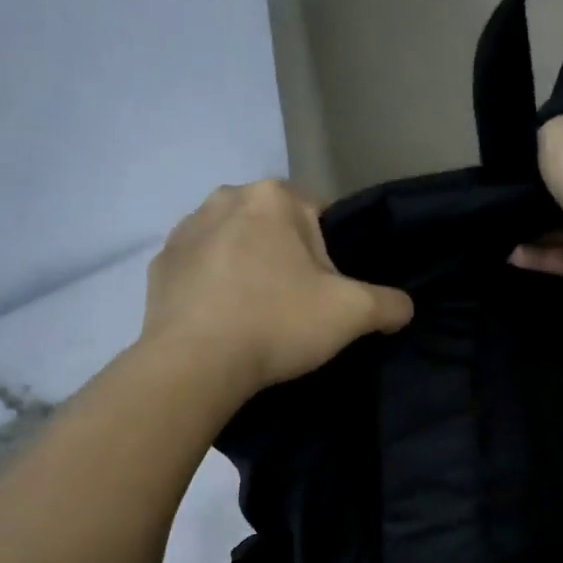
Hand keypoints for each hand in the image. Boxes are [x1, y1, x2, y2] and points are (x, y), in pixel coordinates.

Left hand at [143, 181, 413, 395]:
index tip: (325, 293)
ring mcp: (184, 231)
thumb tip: (403, 307)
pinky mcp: (158, 266)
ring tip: (255, 317)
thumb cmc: (277, 323)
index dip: (330, 257)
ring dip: (248, 270)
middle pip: (274, 229)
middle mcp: (223, 199)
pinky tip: (222, 322)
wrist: (194, 365)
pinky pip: (200, 270)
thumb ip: (389, 303)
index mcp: (271, 197)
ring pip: (234, 246)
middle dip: (287, 260)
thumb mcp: (352, 313)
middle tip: (294, 307)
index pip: (319, 216)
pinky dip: (213, 289)